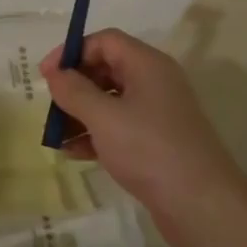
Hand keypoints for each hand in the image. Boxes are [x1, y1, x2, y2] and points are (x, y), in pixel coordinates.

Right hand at [39, 30, 241, 246]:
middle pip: (107, 69)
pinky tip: (73, 153)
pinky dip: (95, 134)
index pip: (105, 41)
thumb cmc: (149, 149)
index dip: (73, 51)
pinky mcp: (155, 142)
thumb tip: (55, 73)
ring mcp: (157, 114)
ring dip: (80, 113)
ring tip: (56, 135)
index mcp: (147, 65)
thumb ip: (74, 91)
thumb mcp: (103, 117)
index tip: (46, 74)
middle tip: (50, 105)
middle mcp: (154, 83)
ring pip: (110, 101)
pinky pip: (118, 127)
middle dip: (75, 85)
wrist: (200, 205)